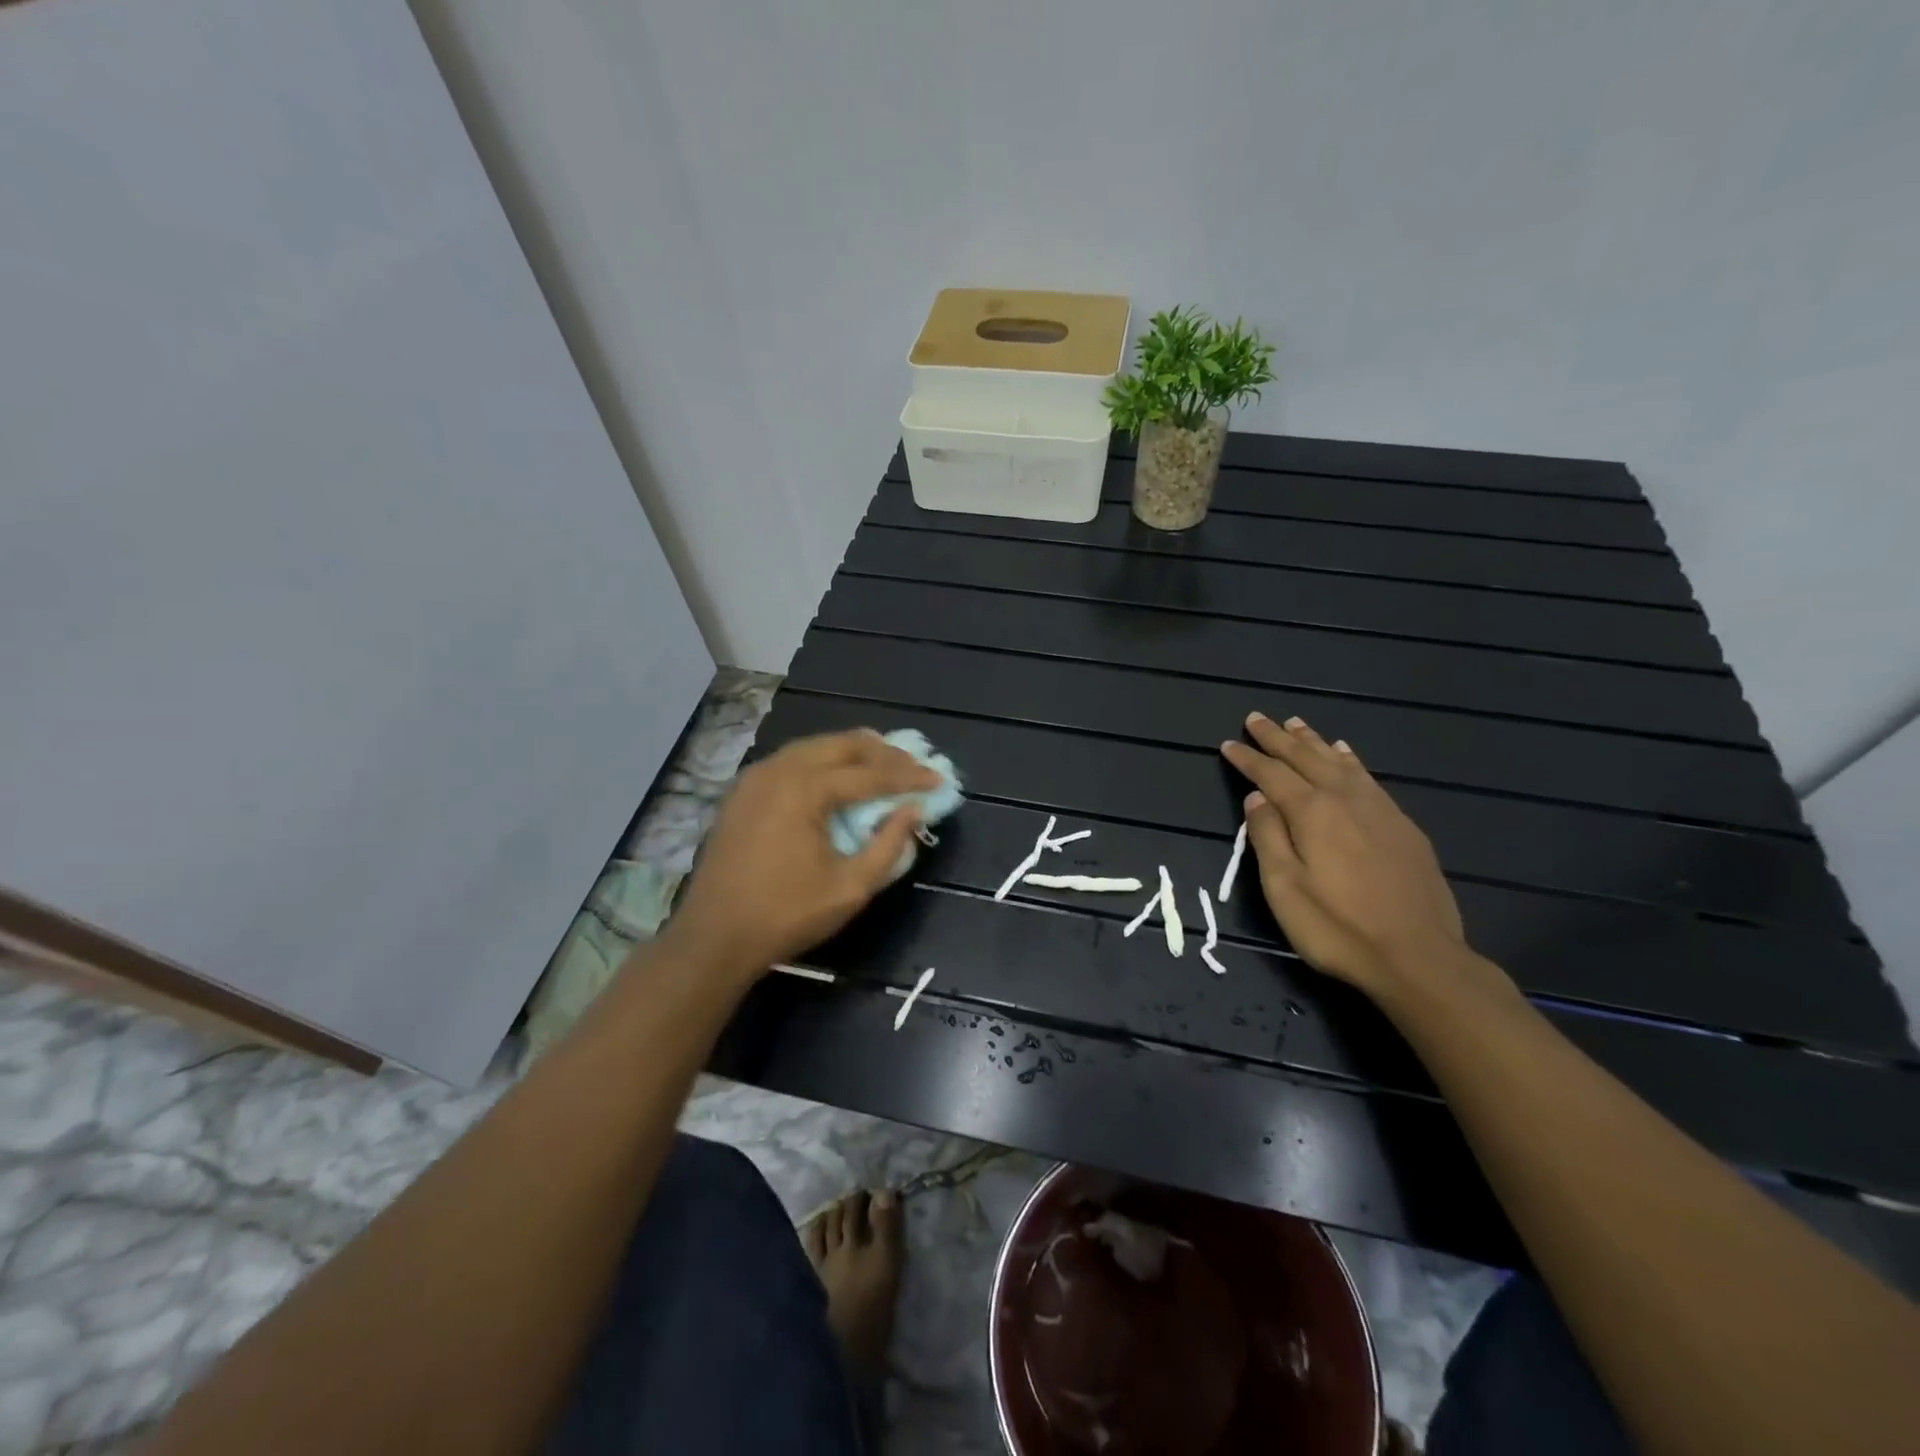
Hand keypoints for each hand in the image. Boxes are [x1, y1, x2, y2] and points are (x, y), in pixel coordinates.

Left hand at [661, 730, 940, 982]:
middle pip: (842, 745)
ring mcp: (756, 777)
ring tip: (884, 761)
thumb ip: (888, 845)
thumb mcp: (850, 887)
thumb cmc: (785, 915)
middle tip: (914, 765)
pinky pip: (792, 760)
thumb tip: (914, 811)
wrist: (713, 937)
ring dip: (853, 751)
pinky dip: (823, 760)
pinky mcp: (743, 791)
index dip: (908, 777)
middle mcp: (779, 770)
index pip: (870, 774)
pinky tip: (837, 774)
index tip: (939, 780)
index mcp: (805, 789)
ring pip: (815, 746)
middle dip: (883, 753)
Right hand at [1220, 713, 1468, 996]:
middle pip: (1306, 759)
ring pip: (1340, 762)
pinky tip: (1346, 754)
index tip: (1228, 743)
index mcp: (1312, 813)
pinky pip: (1368, 777)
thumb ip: (1268, 837)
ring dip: (1314, 742)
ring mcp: (1379, 810)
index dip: (1248, 758)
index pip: (1271, 774)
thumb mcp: (1285, 888)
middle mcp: (1345, 800)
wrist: (1419, 958)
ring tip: (1296, 724)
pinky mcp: (1403, 827)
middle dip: (1277, 738)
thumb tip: (1256, 797)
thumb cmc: (1338, 928)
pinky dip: (1350, 759)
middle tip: (1256, 718)